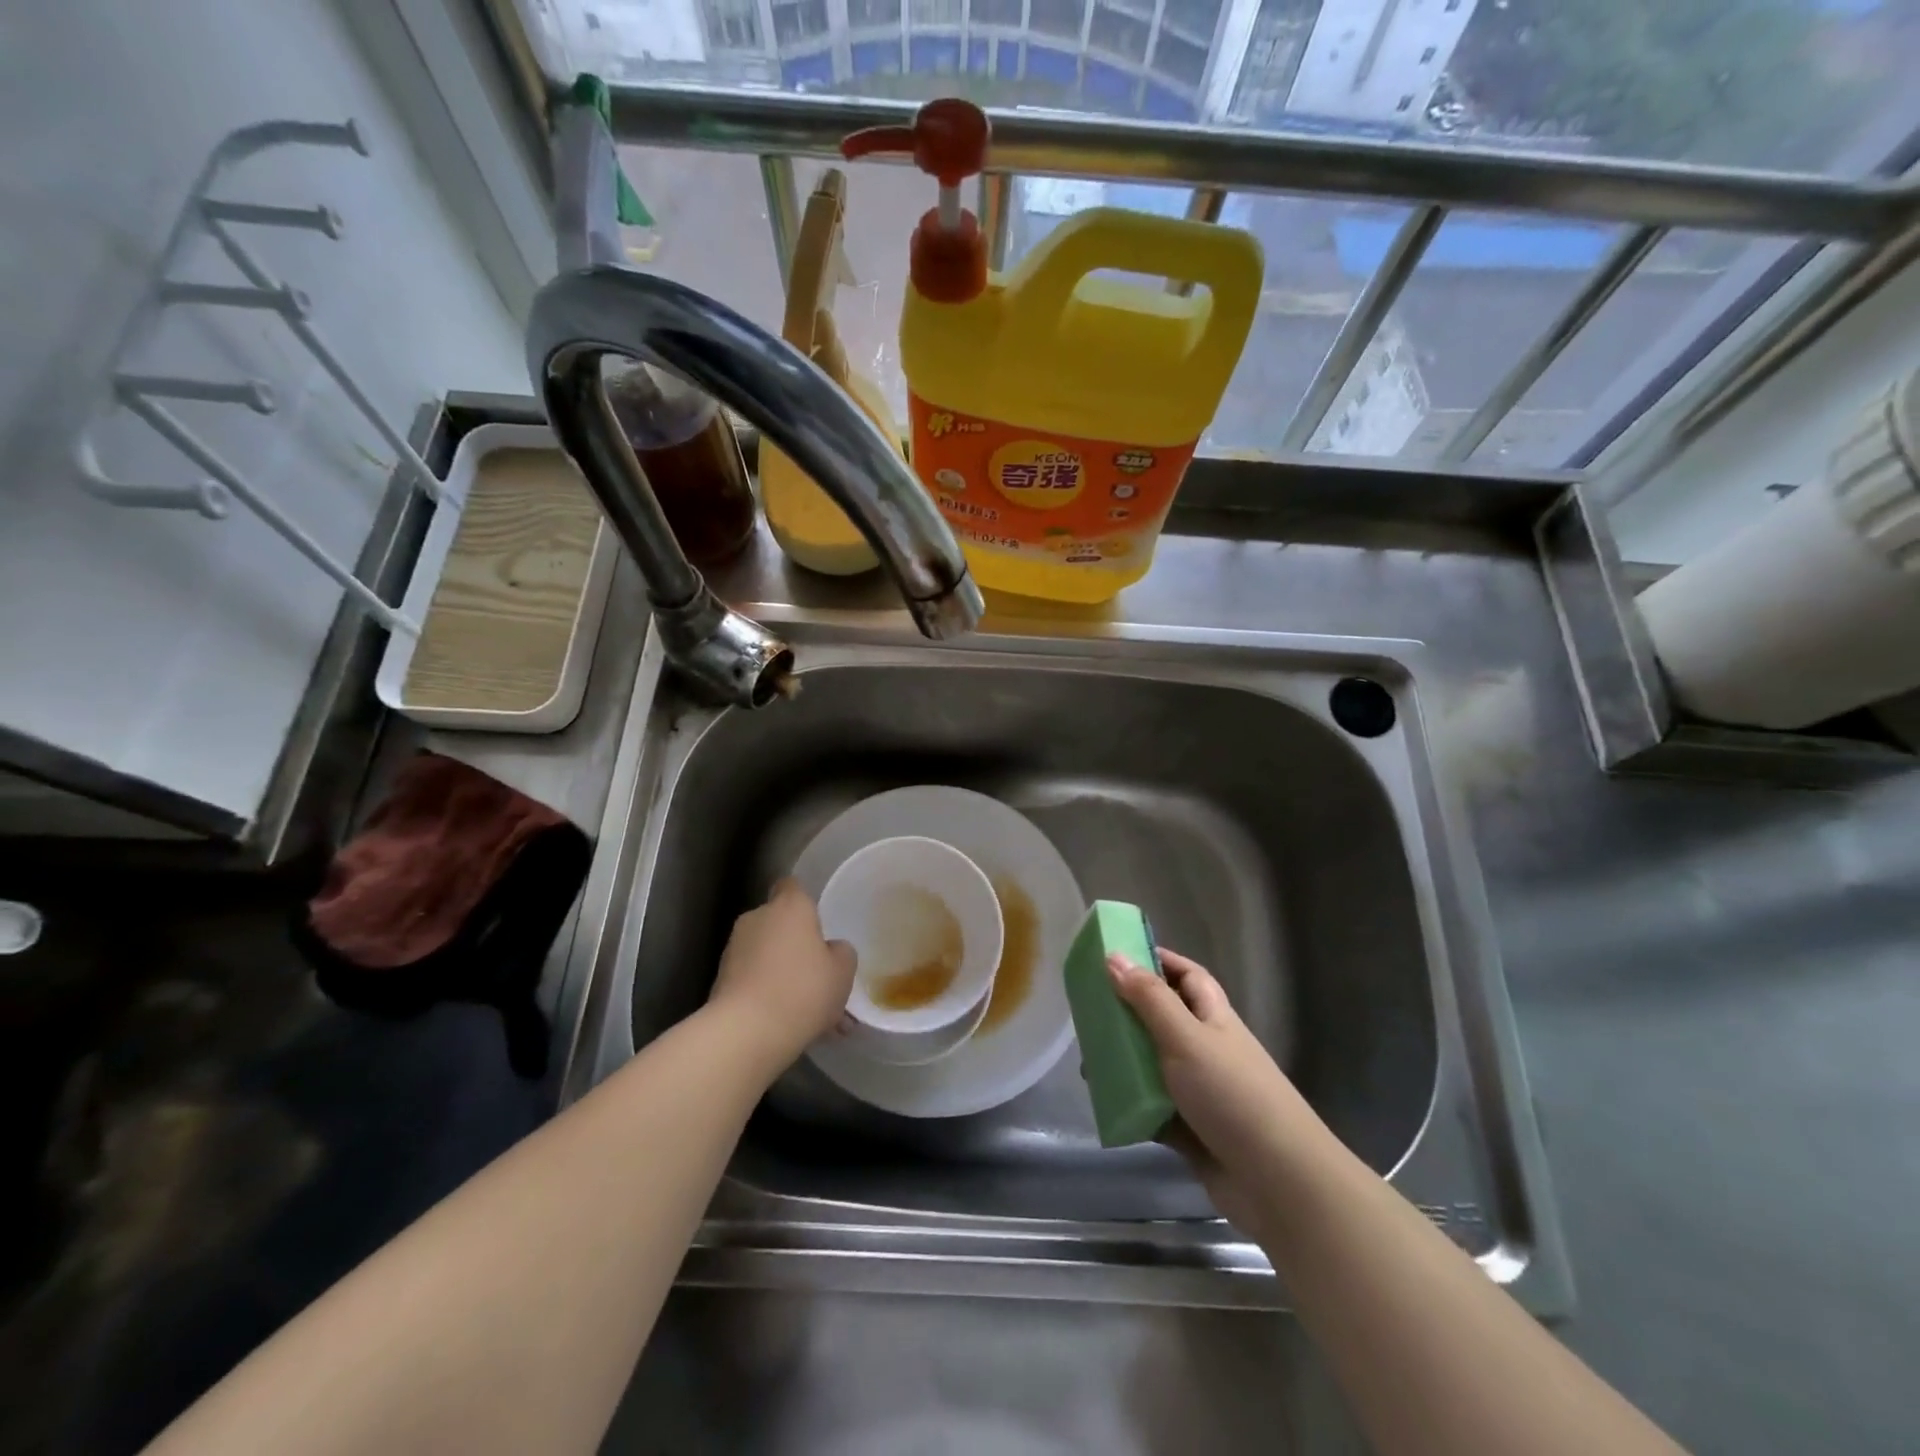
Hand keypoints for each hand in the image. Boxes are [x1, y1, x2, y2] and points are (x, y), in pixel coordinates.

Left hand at [708, 879, 855, 1070]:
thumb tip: (830, 950)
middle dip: (795, 942)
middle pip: (779, 921)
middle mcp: (757, 918)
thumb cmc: (803, 990)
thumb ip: (841, 952)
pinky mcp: (720, 979)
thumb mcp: (843, 972)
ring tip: (804, 1008)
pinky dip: (765, 992)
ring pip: (765, 953)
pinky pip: (752, 978)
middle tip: (817, 973)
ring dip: (781, 970)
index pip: (793, 885)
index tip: (818, 923)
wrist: (745, 1033)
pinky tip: (784, 1022)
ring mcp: (734, 948)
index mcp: (790, 906)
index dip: (805, 900)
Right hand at [1107, 948, 1324, 1235]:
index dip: (1158, 961)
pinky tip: (1102, 1101)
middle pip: (1163, 1019)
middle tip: (1088, 1009)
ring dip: (1124, 1062)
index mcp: (1213, 1018)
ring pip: (1153, 1065)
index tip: (1118, 955)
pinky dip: (1130, 1105)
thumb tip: (1114, 956)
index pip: (1187, 976)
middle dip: (1129, 1013)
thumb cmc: (1233, 1095)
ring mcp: (1199, 1091)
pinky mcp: (1190, 1131)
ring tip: (1087, 1060)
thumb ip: (1149, 999)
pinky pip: (1151, 1108)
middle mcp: (1207, 1049)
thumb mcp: (1186, 1038)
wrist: (1279, 1183)